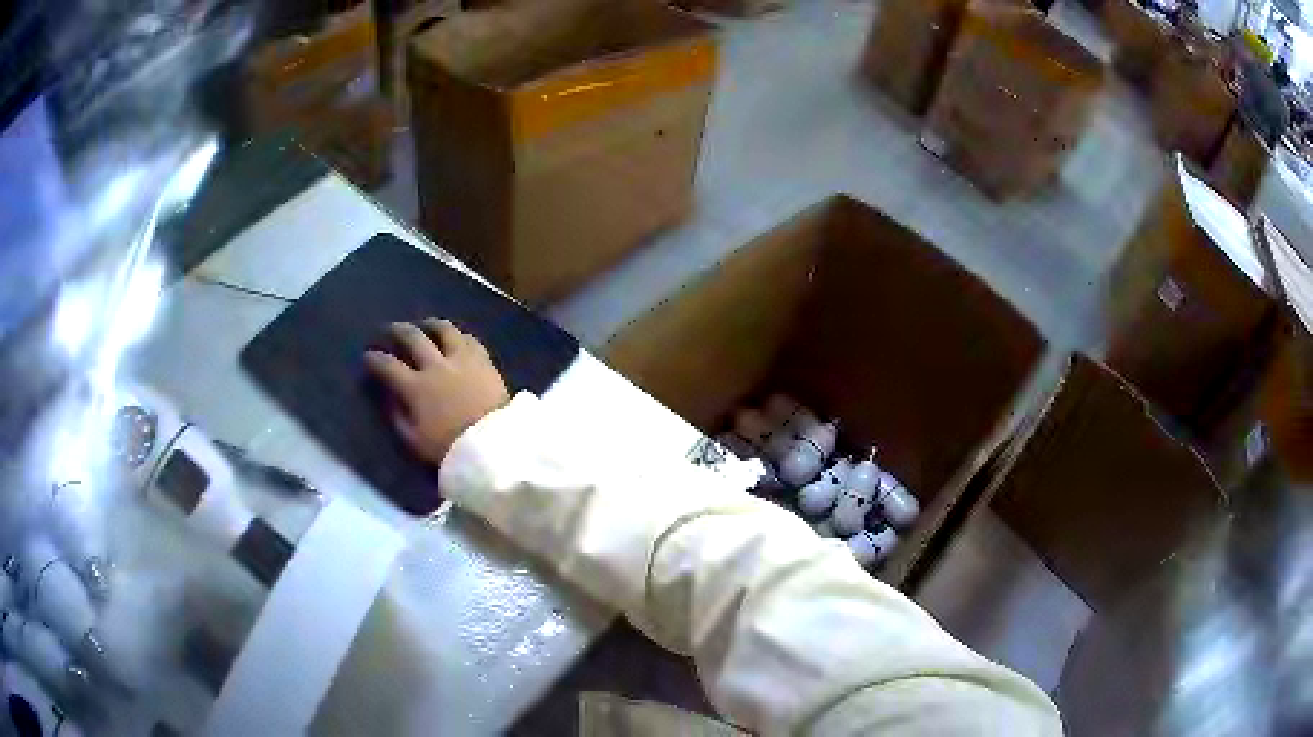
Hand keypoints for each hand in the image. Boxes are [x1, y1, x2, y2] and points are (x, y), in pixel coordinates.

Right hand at [365, 319, 509, 464]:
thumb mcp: (414, 440)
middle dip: (397, 331)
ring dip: (430, 325)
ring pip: (444, 330)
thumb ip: (397, 417)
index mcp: (415, 387)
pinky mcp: (484, 360)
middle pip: (413, 337)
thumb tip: (388, 397)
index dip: (374, 359)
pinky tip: (455, 338)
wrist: (493, 446)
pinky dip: (458, 336)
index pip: (387, 365)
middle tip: (390, 330)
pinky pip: (469, 339)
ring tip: (424, 326)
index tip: (368, 356)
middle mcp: (436, 366)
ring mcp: (461, 359)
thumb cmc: (450, 448)